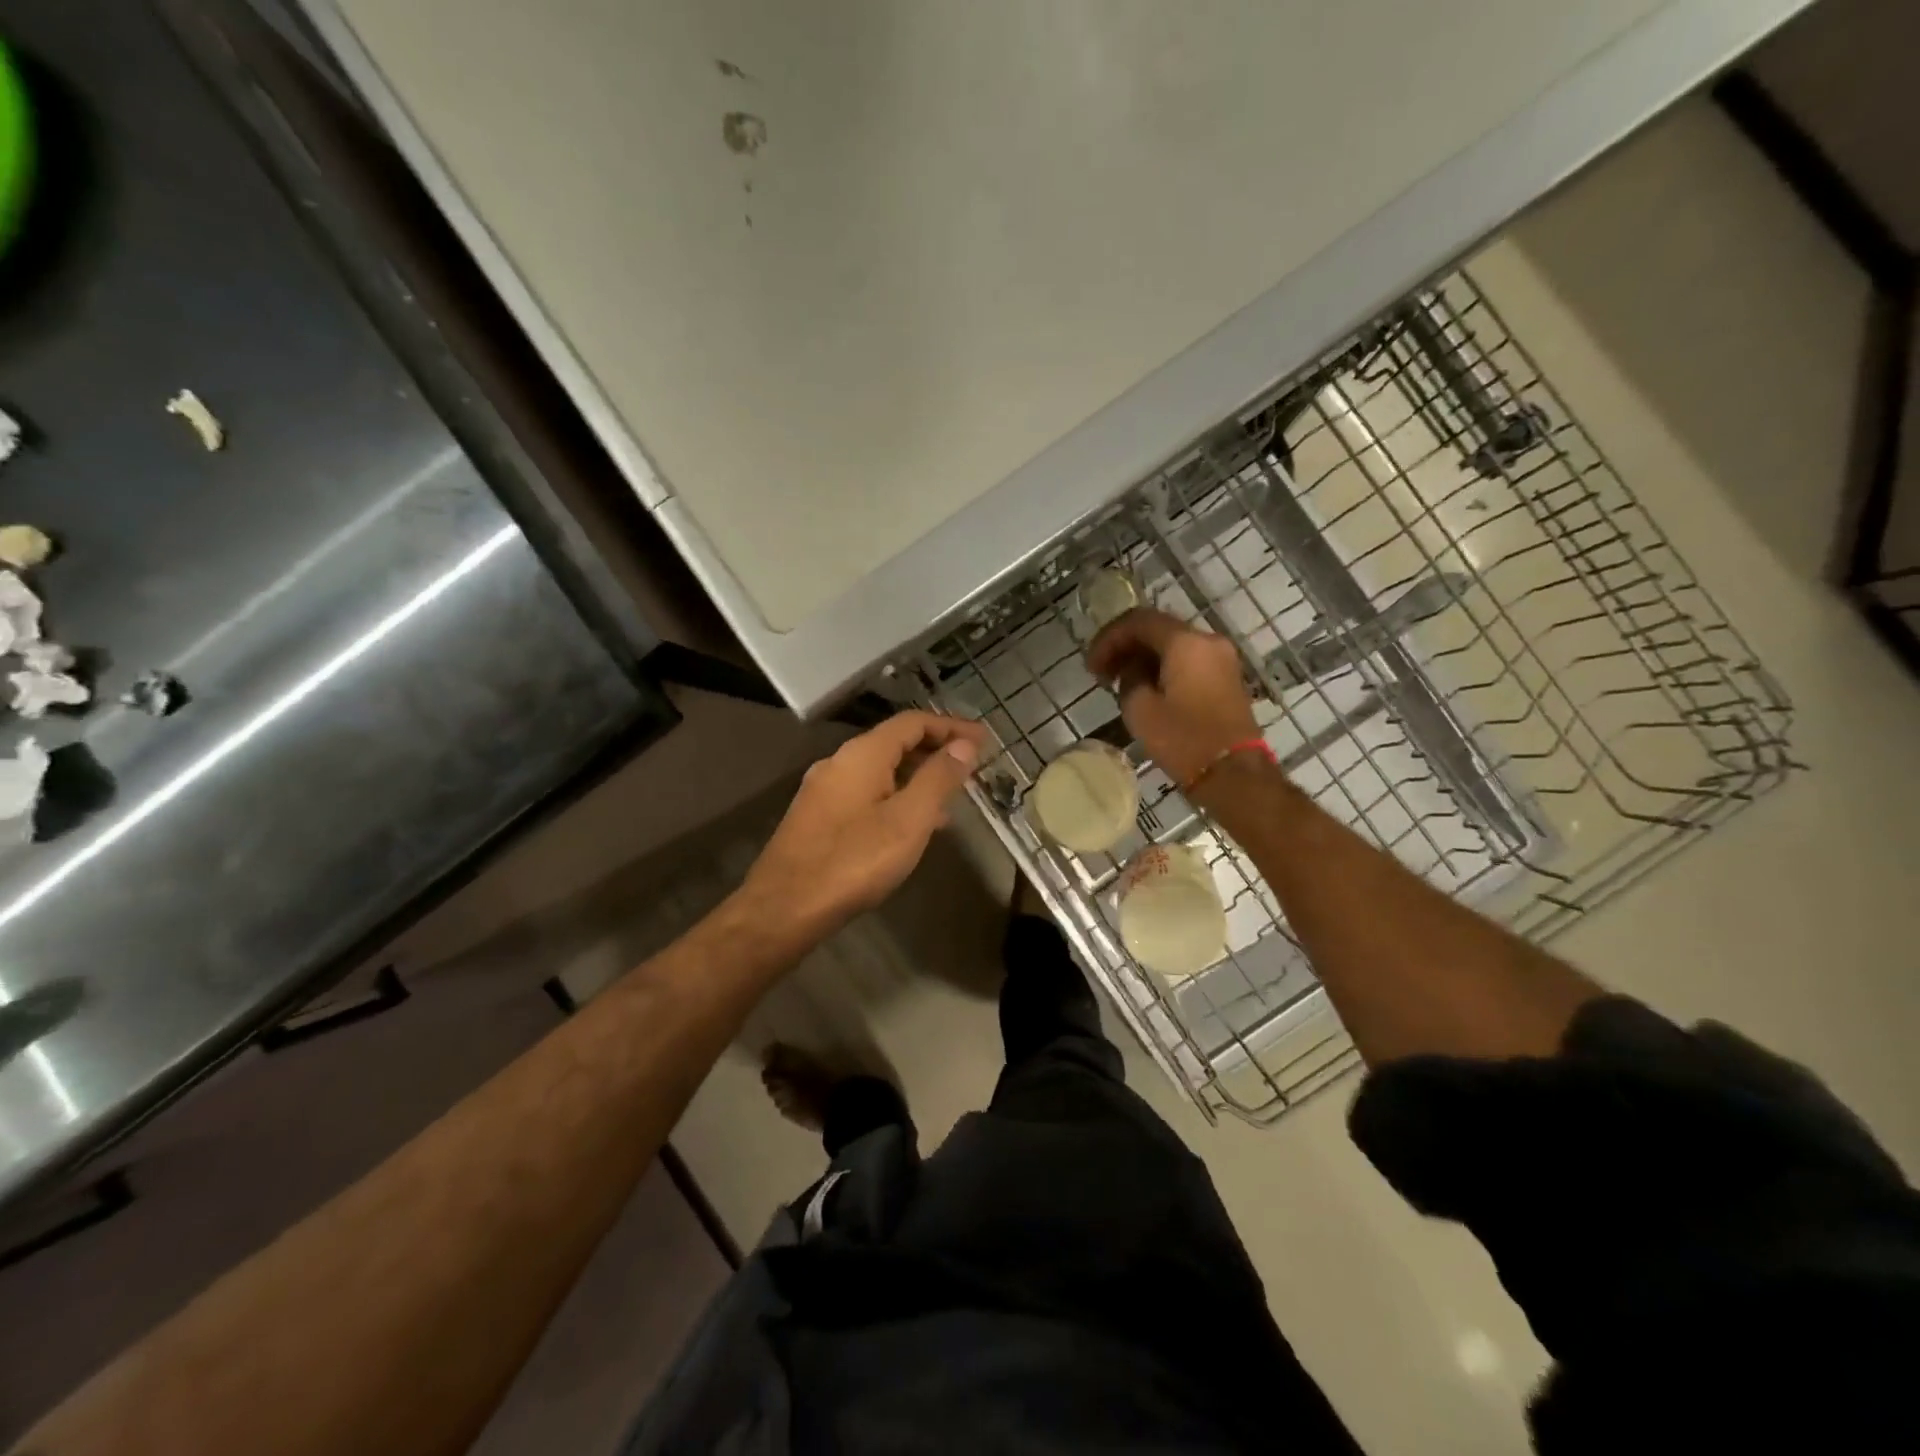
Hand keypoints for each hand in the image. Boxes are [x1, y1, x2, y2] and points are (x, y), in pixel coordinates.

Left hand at [740, 711, 987, 943]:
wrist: (784, 908)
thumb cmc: (854, 861)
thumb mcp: (909, 820)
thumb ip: (938, 778)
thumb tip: (964, 744)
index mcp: (863, 754)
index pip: (914, 722)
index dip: (952, 726)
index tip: (984, 739)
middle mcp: (840, 762)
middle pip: (895, 742)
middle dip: (936, 749)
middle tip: (972, 766)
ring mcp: (824, 789)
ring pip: (880, 769)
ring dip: (917, 775)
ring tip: (951, 797)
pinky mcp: (818, 816)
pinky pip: (866, 792)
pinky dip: (896, 795)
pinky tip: (912, 824)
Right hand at [1088, 608, 1259, 785]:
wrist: (1233, 773)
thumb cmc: (1183, 740)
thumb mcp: (1140, 709)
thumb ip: (1129, 678)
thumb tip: (1134, 670)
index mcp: (1185, 642)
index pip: (1138, 621)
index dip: (1108, 639)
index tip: (1091, 667)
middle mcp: (1207, 640)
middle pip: (1158, 629)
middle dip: (1125, 646)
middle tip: (1102, 672)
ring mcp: (1222, 659)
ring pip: (1174, 644)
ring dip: (1144, 657)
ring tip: (1120, 683)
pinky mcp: (1226, 678)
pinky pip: (1189, 660)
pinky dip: (1163, 667)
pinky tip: (1146, 688)